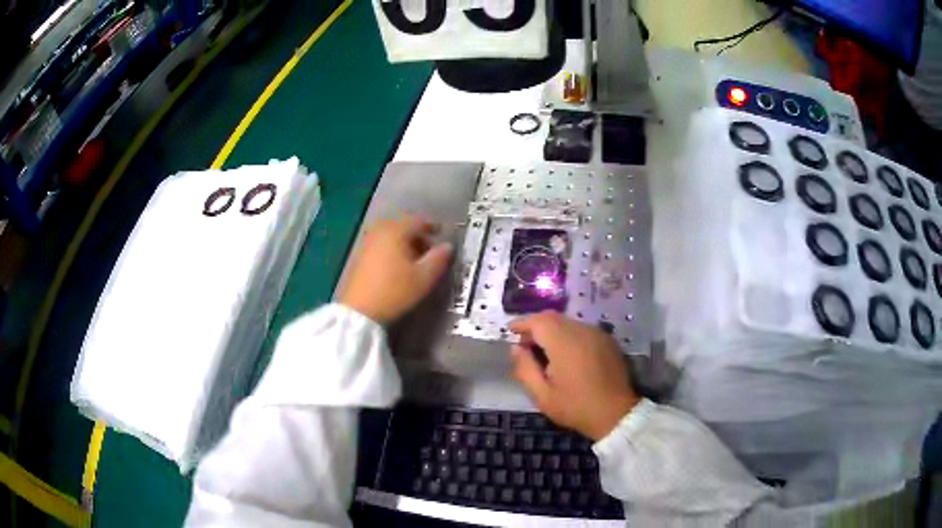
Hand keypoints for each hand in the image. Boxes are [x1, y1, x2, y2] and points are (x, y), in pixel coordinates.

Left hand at [339, 215, 451, 324]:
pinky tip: (398, 265)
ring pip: (391, 235)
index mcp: (395, 231)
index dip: (432, 225)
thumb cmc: (394, 291)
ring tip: (416, 259)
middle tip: (430, 249)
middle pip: (402, 225)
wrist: (359, 310)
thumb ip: (438, 259)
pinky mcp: (360, 255)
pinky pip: (381, 244)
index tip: (442, 233)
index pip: (417, 220)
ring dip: (405, 242)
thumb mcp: (423, 278)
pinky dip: (393, 248)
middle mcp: (379, 231)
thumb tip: (447, 246)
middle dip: (418, 235)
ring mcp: (367, 243)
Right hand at [510, 311, 639, 440]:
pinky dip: (568, 335)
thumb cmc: (576, 407)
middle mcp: (582, 331)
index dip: (522, 323)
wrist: (616, 414)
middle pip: (553, 318)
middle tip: (525, 344)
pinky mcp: (607, 340)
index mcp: (564, 344)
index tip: (511, 330)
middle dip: (536, 326)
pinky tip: (566, 354)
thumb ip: (525, 369)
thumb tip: (515, 348)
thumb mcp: (542, 395)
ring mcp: (597, 334)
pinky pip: (582, 329)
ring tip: (544, 351)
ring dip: (552, 330)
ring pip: (568, 322)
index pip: (538, 321)